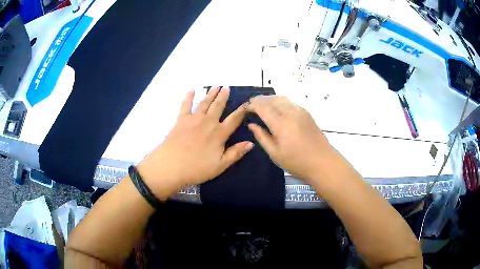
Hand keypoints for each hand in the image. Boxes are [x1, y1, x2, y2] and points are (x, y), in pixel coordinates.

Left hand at [137, 87, 253, 200]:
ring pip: (205, 103)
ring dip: (211, 94)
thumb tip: (251, 143)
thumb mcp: (220, 165)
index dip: (241, 111)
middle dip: (223, 96)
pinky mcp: (181, 119)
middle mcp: (208, 122)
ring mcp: (194, 119)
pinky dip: (189, 96)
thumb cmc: (197, 168)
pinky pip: (186, 105)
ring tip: (215, 86)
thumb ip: (235, 153)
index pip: (234, 119)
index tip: (246, 103)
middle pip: (218, 106)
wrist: (171, 165)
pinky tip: (191, 90)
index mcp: (219, 134)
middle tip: (226, 87)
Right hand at [246, 95, 333, 183]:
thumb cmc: (296, 162)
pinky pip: (290, 102)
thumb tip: (252, 124)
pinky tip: (278, 109)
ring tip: (263, 106)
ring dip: (270, 99)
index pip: (262, 107)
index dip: (252, 105)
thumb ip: (262, 137)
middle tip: (251, 105)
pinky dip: (280, 102)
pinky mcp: (306, 113)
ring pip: (281, 98)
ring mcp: (300, 111)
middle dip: (259, 100)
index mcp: (281, 124)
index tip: (245, 107)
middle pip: (272, 99)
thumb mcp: (275, 153)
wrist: (322, 162)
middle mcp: (290, 113)